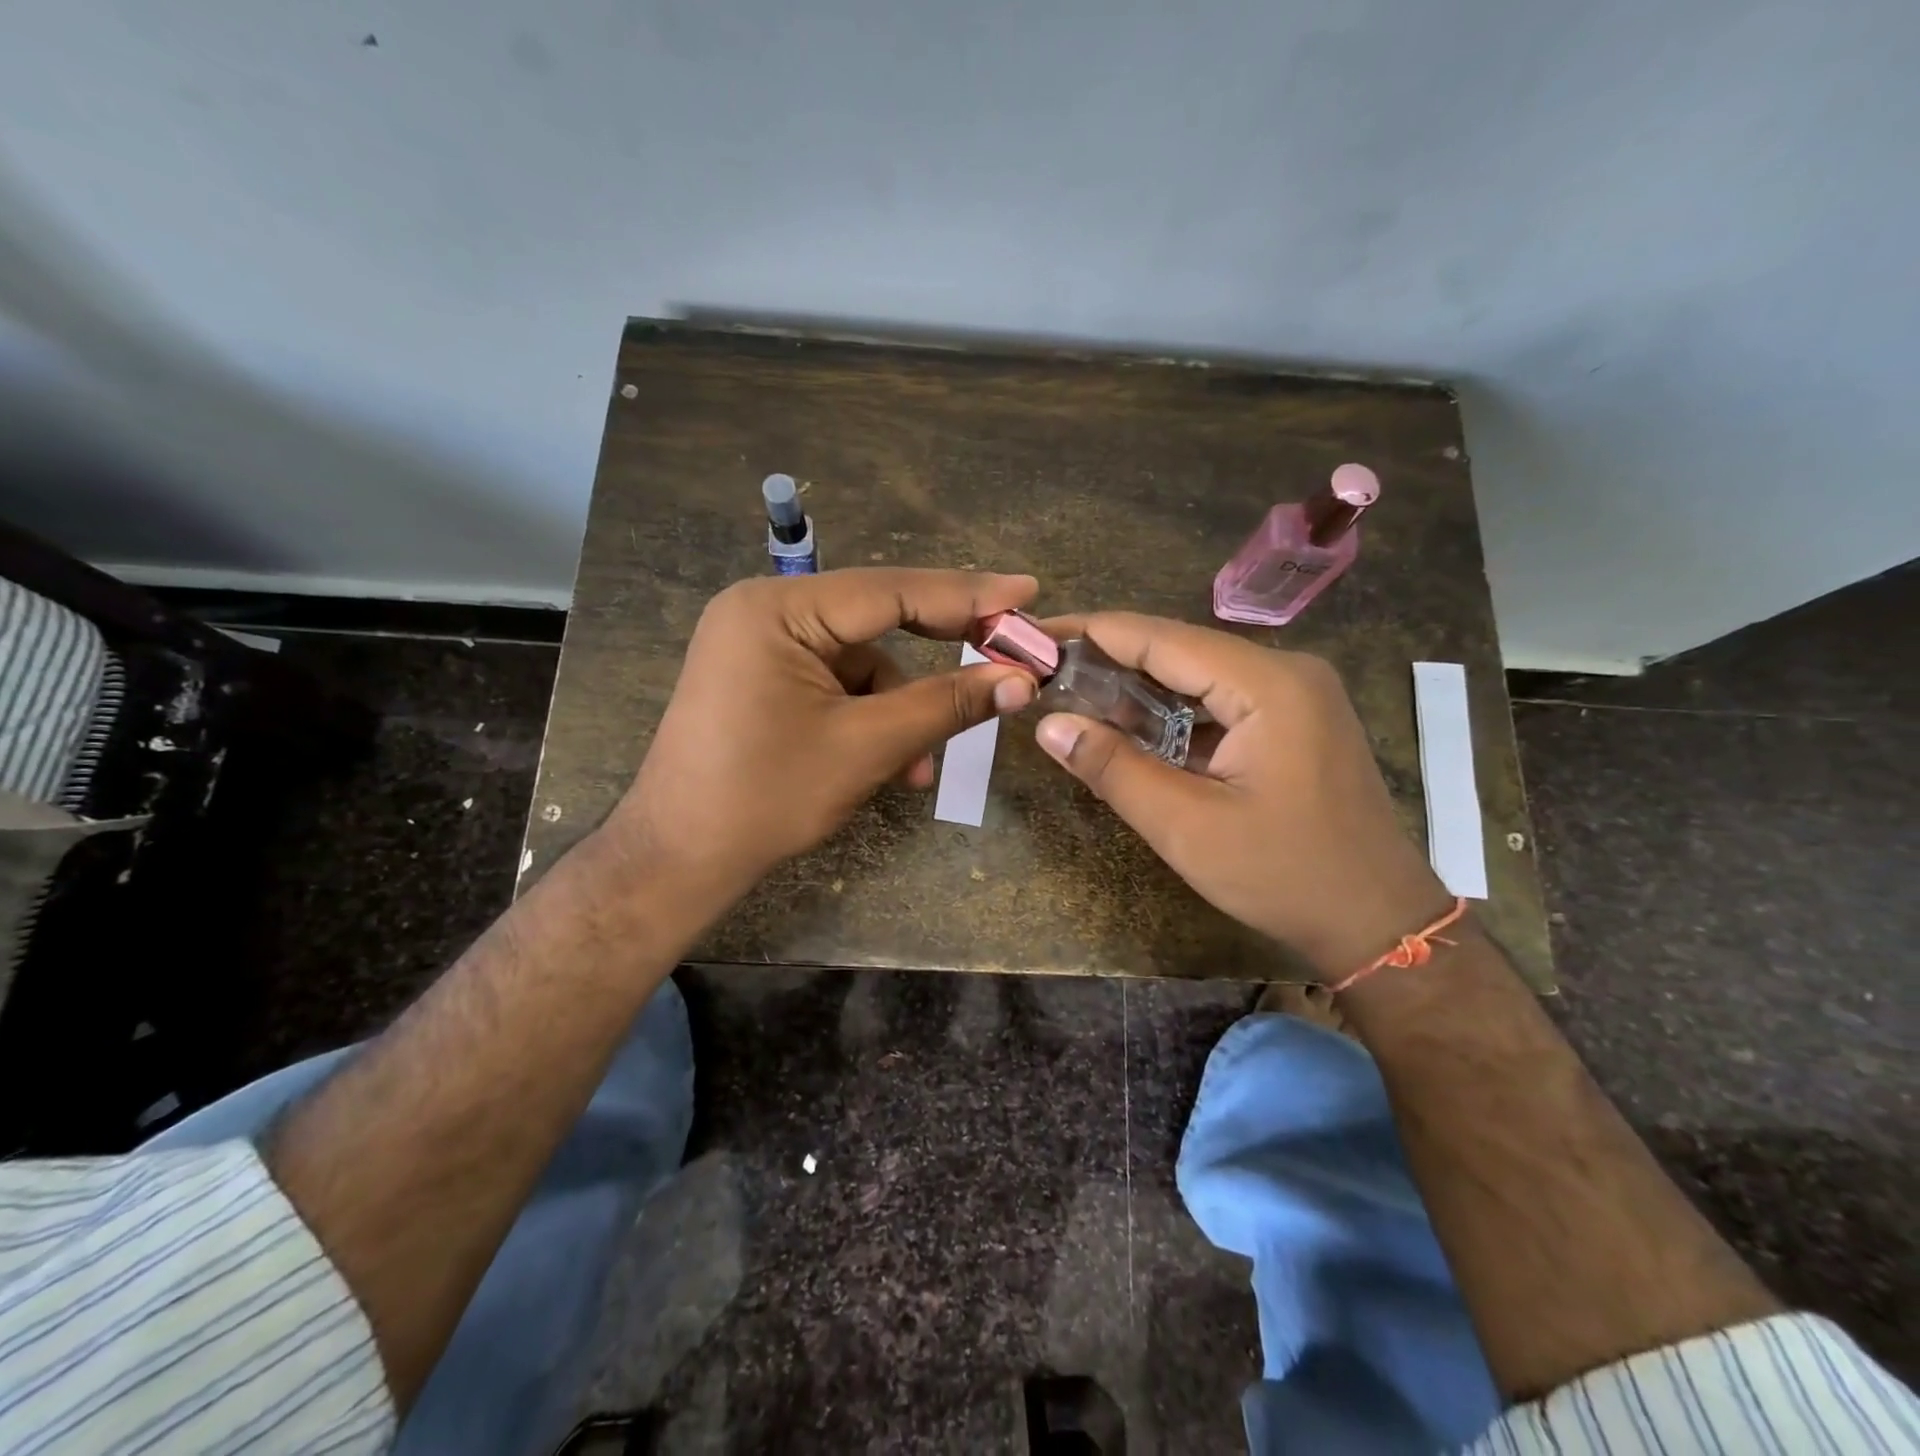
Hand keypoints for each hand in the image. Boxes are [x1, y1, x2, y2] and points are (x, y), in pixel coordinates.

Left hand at [610, 568, 1038, 907]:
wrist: (681, 858)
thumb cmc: (767, 797)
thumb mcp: (867, 747)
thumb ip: (947, 704)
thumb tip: (1022, 680)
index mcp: (778, 609)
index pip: (891, 590)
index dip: (968, 594)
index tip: (1027, 590)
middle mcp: (766, 610)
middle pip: (877, 618)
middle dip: (938, 652)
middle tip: (1007, 653)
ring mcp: (761, 643)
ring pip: (862, 661)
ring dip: (899, 710)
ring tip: (915, 769)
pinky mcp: (764, 676)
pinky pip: (838, 683)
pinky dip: (869, 718)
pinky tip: (885, 765)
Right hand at [1033, 613, 1451, 979]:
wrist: (1377, 922)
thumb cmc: (1284, 875)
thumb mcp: (1186, 827)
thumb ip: (1114, 769)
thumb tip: (1049, 725)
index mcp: (1268, 684)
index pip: (1161, 638)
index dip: (1094, 632)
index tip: (1038, 633)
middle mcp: (1286, 671)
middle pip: (1180, 650)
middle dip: (1111, 660)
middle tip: (1046, 671)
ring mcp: (1296, 694)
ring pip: (1199, 675)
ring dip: (1140, 688)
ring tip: (1075, 697)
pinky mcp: (1295, 720)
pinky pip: (1221, 700)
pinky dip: (1174, 711)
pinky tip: (1133, 728)